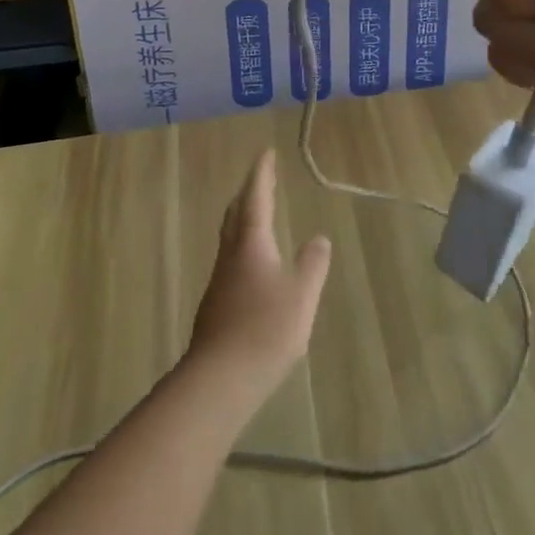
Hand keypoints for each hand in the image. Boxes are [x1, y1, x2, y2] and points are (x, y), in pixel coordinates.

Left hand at [188, 148, 331, 402]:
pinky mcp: (216, 307)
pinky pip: (231, 261)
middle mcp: (231, 255)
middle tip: (261, 179)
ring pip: (230, 238)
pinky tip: (253, 266)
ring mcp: (220, 282)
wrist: (218, 381)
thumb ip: (313, 265)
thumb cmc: (264, 330)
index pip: (256, 198)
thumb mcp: (301, 295)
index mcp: (251, 243)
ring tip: (258, 216)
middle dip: (249, 193)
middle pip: (236, 214)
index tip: (266, 153)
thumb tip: (319, 239)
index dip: (261, 174)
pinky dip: (243, 247)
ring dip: (243, 219)